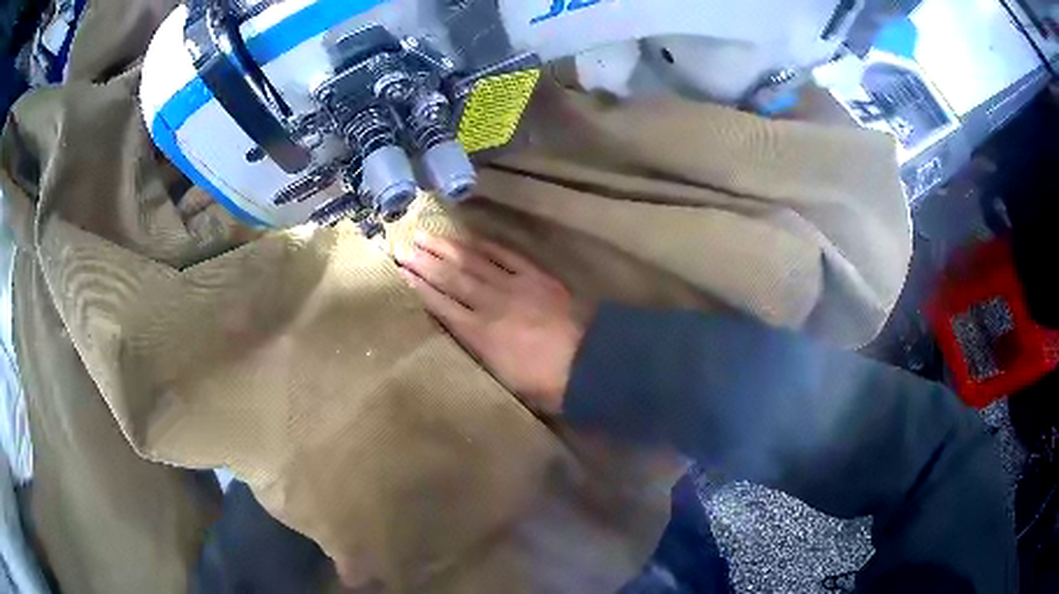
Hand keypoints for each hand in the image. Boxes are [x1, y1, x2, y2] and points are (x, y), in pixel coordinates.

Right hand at [396, 232, 583, 413]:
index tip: (400, 272)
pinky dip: (484, 245)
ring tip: (424, 234)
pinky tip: (468, 237)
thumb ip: (478, 354)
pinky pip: (505, 255)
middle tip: (402, 245)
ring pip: (472, 262)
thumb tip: (459, 336)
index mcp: (479, 335)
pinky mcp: (536, 276)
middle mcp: (490, 305)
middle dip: (424, 262)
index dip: (419, 287)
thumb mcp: (503, 380)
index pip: (441, 306)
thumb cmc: (546, 384)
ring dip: (446, 248)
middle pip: (451, 278)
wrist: (591, 363)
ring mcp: (514, 286)